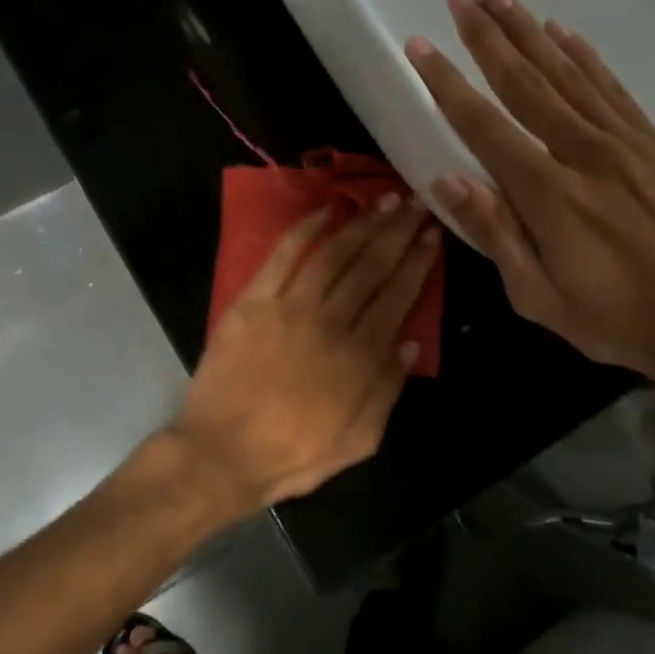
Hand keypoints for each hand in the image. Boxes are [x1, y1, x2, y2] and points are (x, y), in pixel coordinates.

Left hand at [171, 195, 440, 511]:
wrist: (222, 455)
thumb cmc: (293, 454)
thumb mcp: (359, 440)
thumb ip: (388, 389)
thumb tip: (410, 342)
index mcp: (360, 357)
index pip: (398, 296)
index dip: (418, 262)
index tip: (433, 234)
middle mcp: (330, 322)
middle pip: (371, 266)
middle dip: (398, 230)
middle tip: (416, 203)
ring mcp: (288, 308)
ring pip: (334, 254)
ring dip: (362, 222)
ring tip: (383, 199)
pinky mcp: (252, 302)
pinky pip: (283, 256)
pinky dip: (306, 228)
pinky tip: (327, 209)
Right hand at [406, 0, 654, 395]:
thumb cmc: (617, 318)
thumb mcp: (539, 298)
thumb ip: (495, 234)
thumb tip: (445, 179)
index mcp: (548, 195)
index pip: (484, 125)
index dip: (448, 83)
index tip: (420, 46)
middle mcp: (583, 153)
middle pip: (526, 83)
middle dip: (488, 38)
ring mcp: (625, 142)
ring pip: (568, 73)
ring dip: (530, 33)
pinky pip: (612, 87)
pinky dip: (586, 55)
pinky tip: (565, 32)